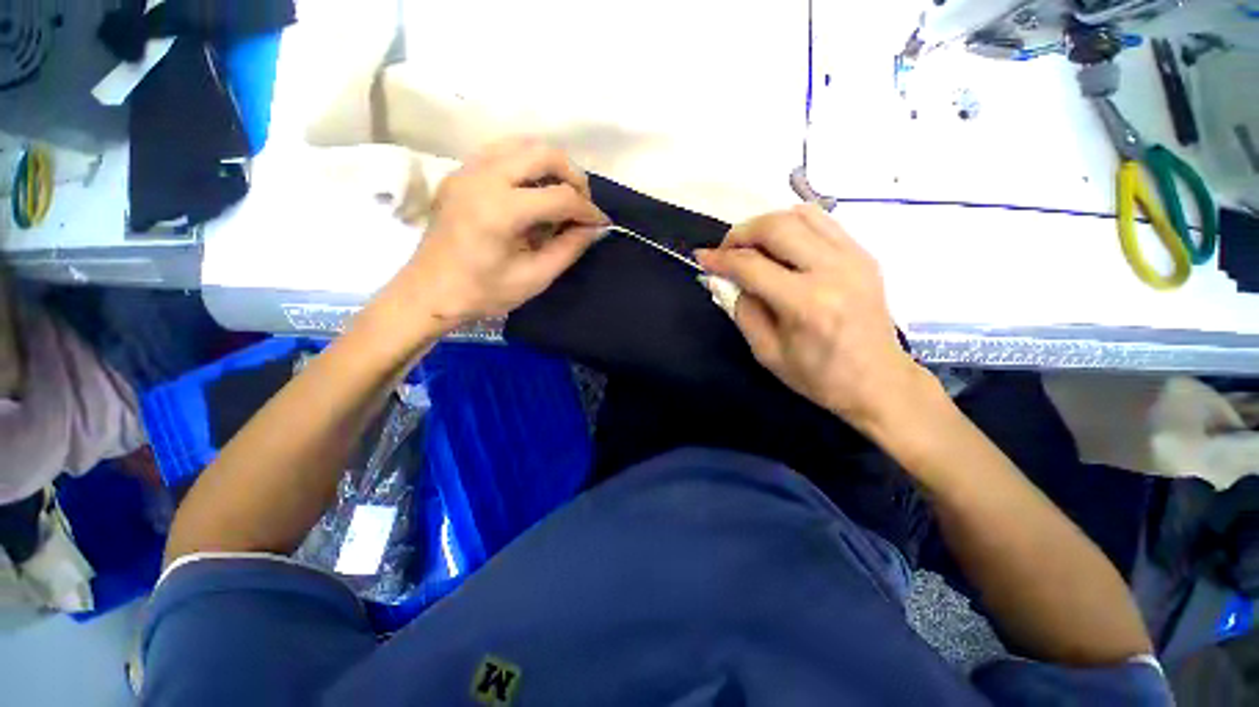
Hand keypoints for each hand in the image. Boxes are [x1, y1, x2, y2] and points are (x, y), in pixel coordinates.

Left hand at [391, 138, 608, 331]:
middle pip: (543, 154)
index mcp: (500, 210)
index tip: (601, 224)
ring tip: (561, 195)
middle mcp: (483, 177)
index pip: (560, 196)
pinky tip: (533, 191)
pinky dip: (526, 165)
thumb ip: (569, 249)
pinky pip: (502, 152)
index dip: (587, 210)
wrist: (429, 292)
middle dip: (573, 176)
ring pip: (522, 145)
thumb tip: (596, 228)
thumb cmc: (483, 292)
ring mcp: (467, 170)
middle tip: (582, 204)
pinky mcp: (460, 173)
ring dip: (550, 166)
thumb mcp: (534, 277)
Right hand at [696, 205, 932, 435]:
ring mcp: (854, 257)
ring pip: (800, 214)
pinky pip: (822, 222)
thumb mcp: (767, 352)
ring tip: (752, 247)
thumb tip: (726, 278)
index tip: (702, 257)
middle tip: (726, 251)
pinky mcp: (864, 254)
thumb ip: (743, 310)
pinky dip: (793, 225)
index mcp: (805, 303)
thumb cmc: (818, 376)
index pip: (751, 265)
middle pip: (776, 226)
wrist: (878, 381)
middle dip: (740, 233)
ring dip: (766, 225)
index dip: (720, 259)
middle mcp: (832, 270)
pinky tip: (781, 246)